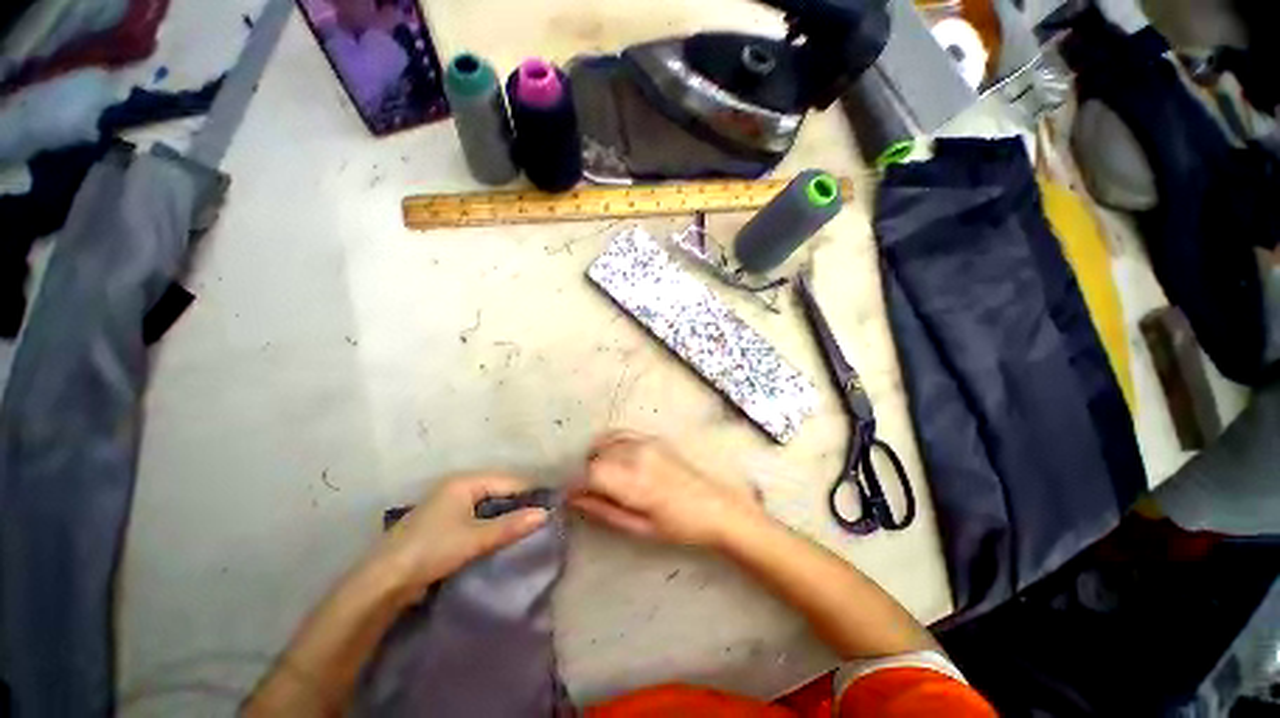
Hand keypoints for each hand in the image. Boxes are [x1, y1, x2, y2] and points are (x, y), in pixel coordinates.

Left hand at [369, 474, 548, 594]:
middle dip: (520, 501)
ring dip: (507, 512)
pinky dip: (493, 521)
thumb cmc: (431, 550)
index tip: (553, 504)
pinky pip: (478, 514)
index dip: (530, 491)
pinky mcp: (445, 521)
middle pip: (499, 488)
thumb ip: (511, 525)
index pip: (509, 480)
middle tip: (543, 516)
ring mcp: (450, 503)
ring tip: (528, 525)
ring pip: (489, 502)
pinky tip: (504, 532)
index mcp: (465, 481)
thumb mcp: (475, 538)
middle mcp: (458, 486)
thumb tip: (545, 513)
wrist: (383, 581)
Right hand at [570, 431, 766, 547]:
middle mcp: (637, 454)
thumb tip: (574, 500)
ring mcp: (646, 442)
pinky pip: (620, 434)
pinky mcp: (653, 438)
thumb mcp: (640, 528)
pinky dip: (609, 444)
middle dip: (584, 472)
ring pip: (605, 441)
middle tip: (586, 492)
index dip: (574, 485)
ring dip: (595, 457)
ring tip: (601, 478)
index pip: (590, 472)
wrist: (717, 506)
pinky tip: (614, 461)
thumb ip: (604, 510)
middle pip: (595, 454)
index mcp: (635, 481)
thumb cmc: (680, 526)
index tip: (569, 498)